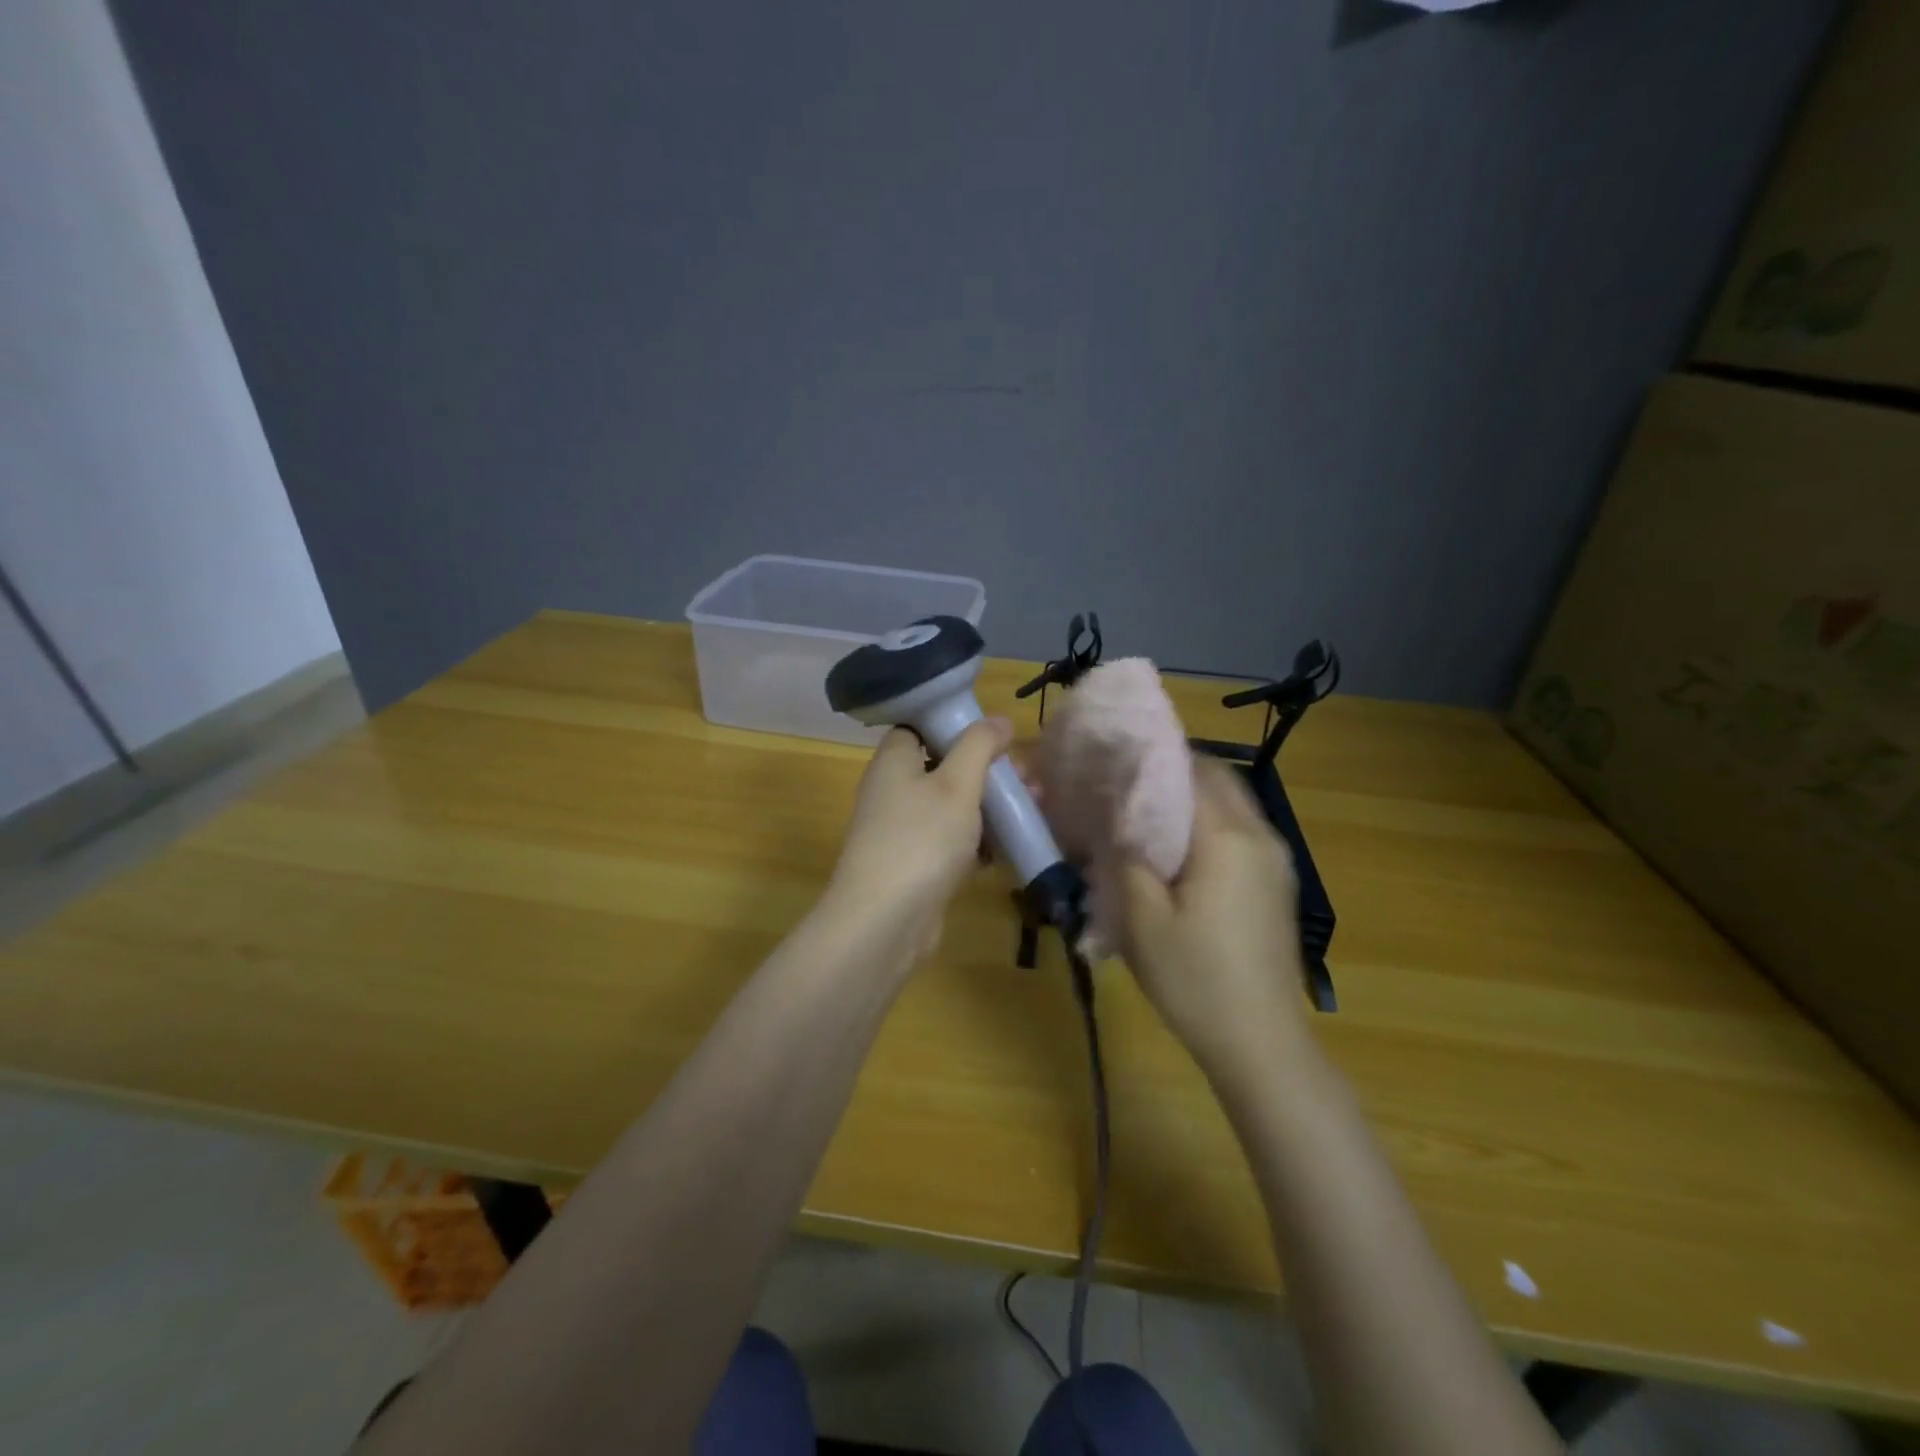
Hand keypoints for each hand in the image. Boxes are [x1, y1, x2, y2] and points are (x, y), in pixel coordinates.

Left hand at [825, 718, 1013, 960]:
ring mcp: (903, 831)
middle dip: (986, 770)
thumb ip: (979, 746)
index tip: (993, 733)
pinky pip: (951, 842)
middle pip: (943, 767)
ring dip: (989, 806)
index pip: (918, 727)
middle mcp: (893, 791)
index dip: (954, 725)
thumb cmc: (921, 838)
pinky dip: (978, 841)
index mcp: (894, 762)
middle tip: (1026, 778)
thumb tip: (999, 719)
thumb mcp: (957, 783)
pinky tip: (1009, 846)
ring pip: (952, 807)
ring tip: (1033, 806)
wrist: (886, 921)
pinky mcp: (916, 865)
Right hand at [1118, 758, 1312, 1082]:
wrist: (1261, 1042)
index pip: (1190, 771)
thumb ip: (1126, 856)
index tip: (1115, 755)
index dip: (1152, 757)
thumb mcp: (1141, 920)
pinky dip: (1211, 821)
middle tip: (1127, 778)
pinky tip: (1180, 847)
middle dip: (1174, 770)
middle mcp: (1259, 836)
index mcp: (1226, 838)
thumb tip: (1114, 815)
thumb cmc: (1194, 979)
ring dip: (1194, 795)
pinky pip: (1242, 831)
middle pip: (1218, 778)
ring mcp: (1276, 860)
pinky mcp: (1278, 884)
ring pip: (1233, 802)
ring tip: (1147, 809)